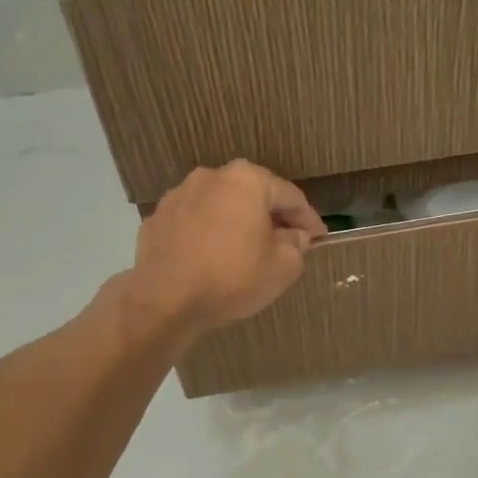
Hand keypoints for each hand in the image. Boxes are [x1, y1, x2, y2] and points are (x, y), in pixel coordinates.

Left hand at [124, 160, 327, 340]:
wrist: (165, 300)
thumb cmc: (232, 277)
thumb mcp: (283, 266)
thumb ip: (296, 244)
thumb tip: (295, 235)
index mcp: (247, 180)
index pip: (290, 196)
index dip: (309, 219)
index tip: (319, 237)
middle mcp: (211, 177)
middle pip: (253, 194)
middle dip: (272, 217)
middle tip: (287, 241)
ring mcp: (179, 195)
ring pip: (221, 205)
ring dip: (238, 223)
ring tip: (247, 249)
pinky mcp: (158, 218)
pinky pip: (195, 222)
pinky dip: (209, 233)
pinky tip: (214, 257)